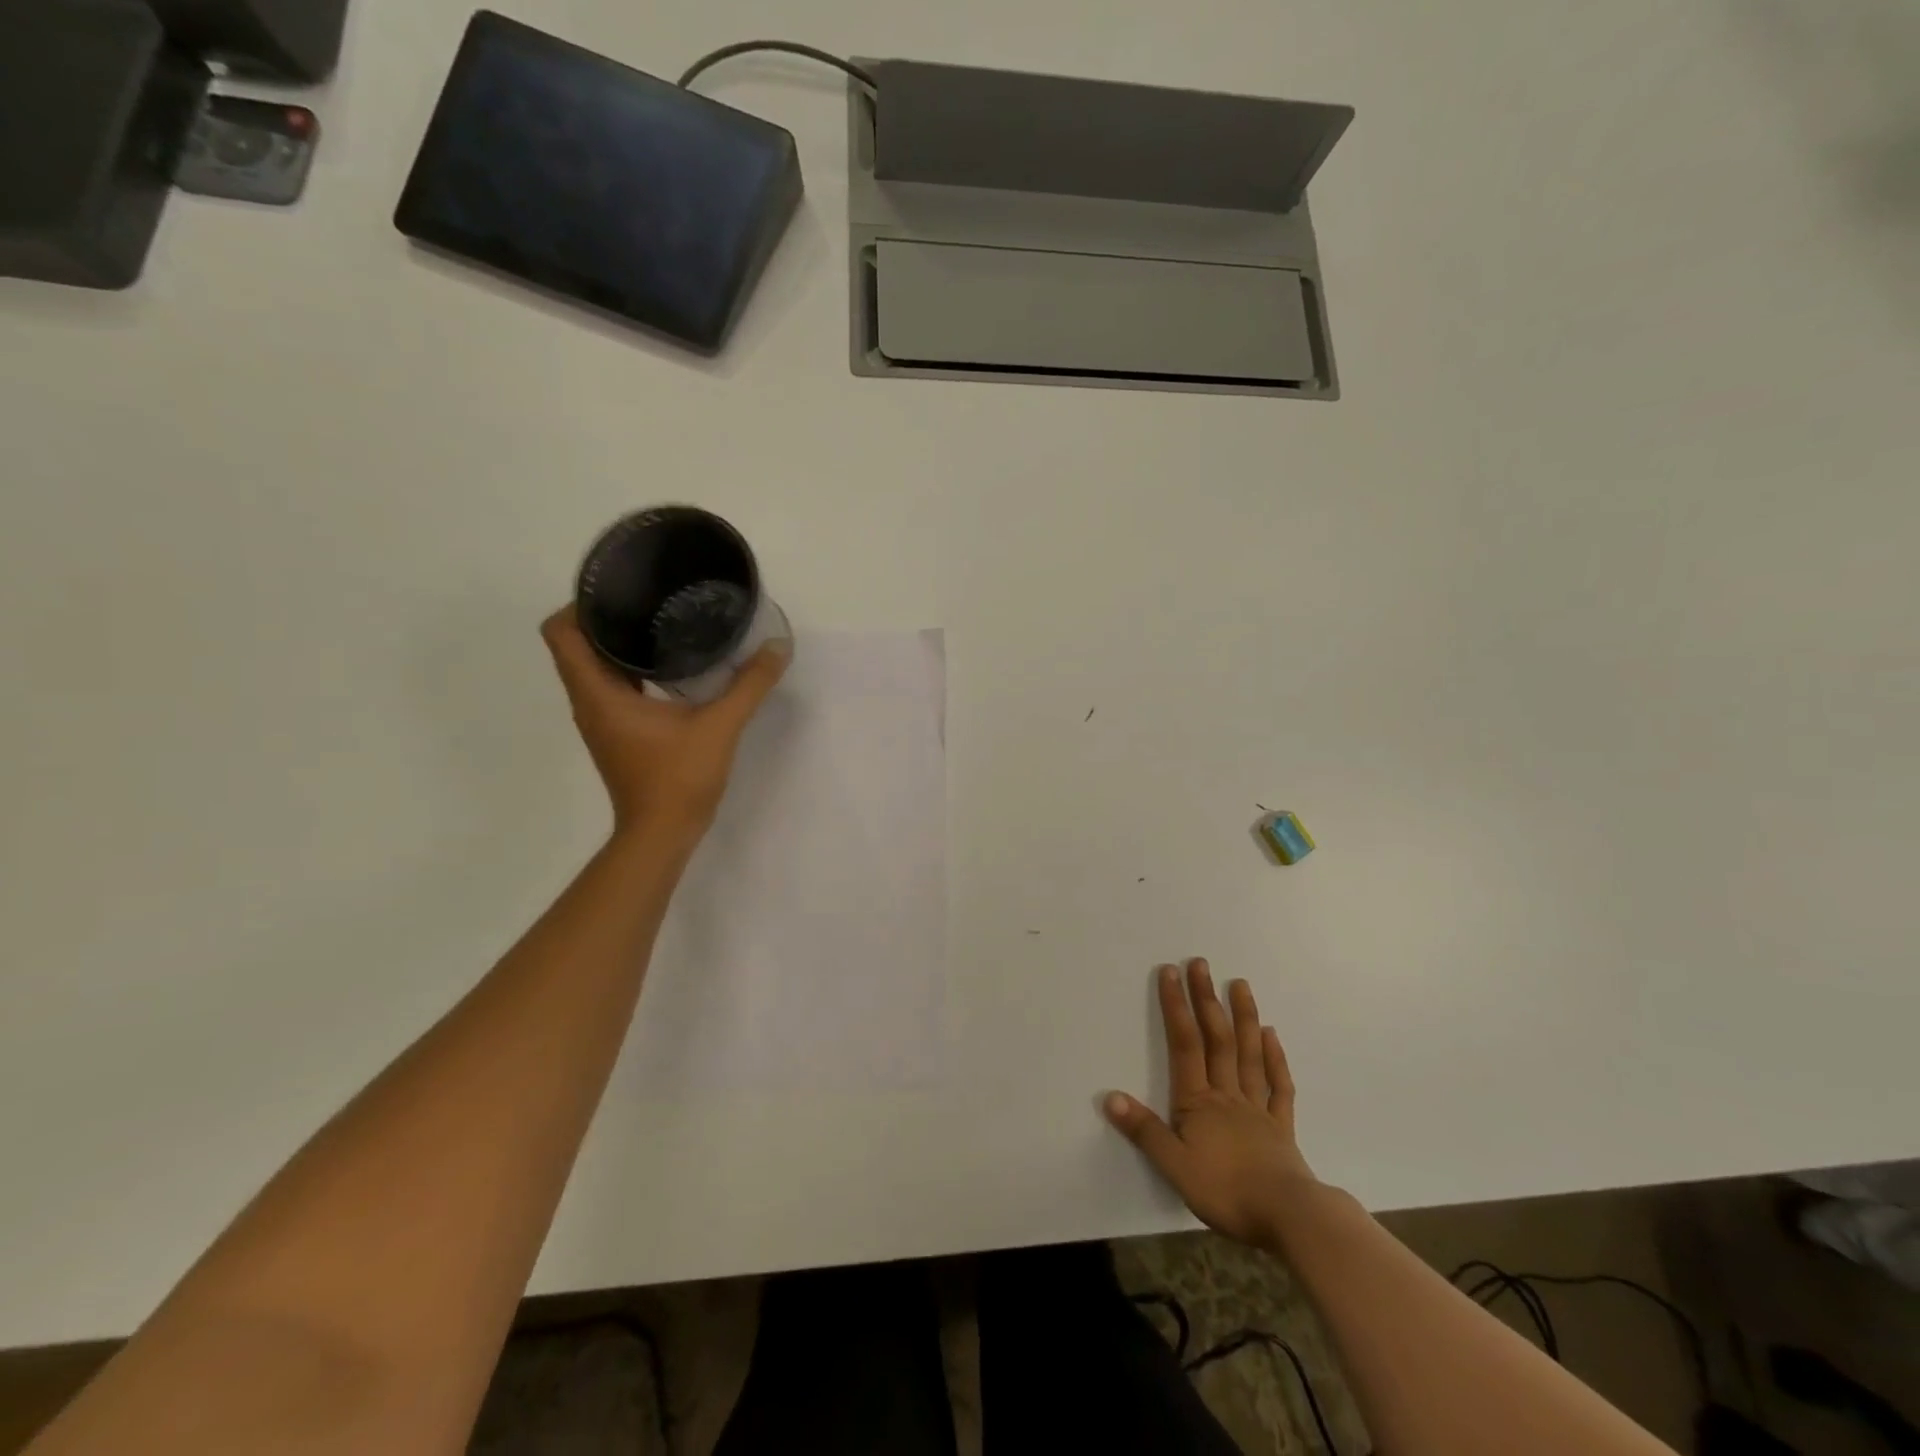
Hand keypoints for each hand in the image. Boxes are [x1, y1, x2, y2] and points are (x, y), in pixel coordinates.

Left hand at [541, 606, 789, 838]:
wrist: (662, 834)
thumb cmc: (678, 778)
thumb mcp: (720, 726)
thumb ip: (749, 685)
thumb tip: (777, 647)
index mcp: (598, 692)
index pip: (561, 632)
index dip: (580, 604)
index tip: (620, 590)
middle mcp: (589, 701)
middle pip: (576, 644)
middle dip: (607, 617)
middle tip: (651, 598)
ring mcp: (601, 719)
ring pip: (594, 666)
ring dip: (620, 644)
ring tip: (663, 624)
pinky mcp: (617, 733)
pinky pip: (613, 686)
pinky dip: (632, 669)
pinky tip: (672, 667)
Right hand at [1106, 959, 1319, 1250]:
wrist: (1289, 1218)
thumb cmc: (1227, 1191)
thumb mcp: (1175, 1167)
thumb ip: (1144, 1131)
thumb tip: (1110, 1097)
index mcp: (1199, 1102)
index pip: (1184, 1044)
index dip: (1176, 1007)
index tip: (1171, 972)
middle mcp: (1228, 1094)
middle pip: (1217, 1039)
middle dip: (1207, 999)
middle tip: (1201, 963)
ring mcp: (1257, 1108)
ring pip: (1249, 1054)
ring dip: (1244, 1017)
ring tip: (1240, 984)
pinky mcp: (1281, 1128)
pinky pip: (1278, 1086)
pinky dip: (1275, 1058)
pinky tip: (1272, 1036)